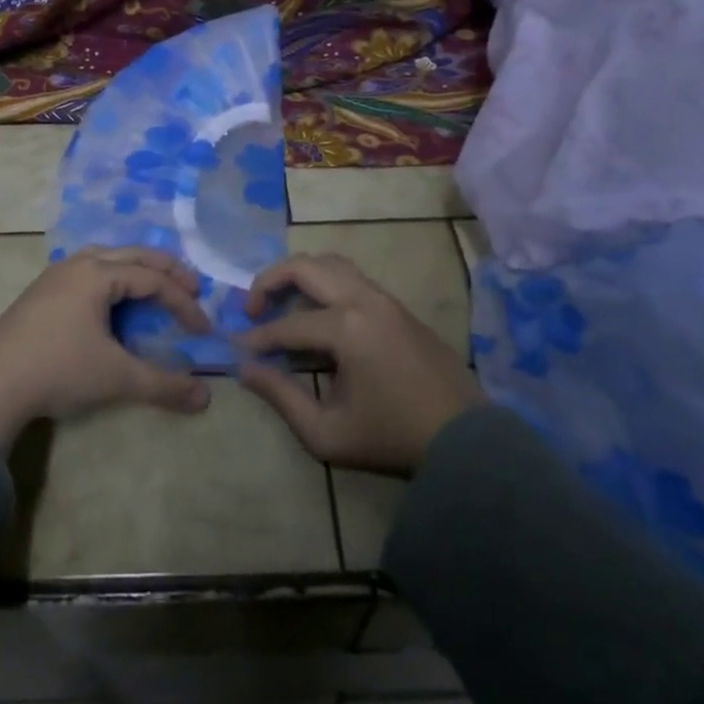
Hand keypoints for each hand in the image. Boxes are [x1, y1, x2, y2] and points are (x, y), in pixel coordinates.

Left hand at [0, 246, 212, 450]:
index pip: (153, 279)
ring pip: (106, 257)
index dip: (183, 302)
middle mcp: (78, 264)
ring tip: (155, 286)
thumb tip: (205, 399)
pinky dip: (113, 276)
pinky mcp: (41, 291)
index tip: (202, 329)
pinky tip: (112, 298)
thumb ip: (163, 385)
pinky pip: (88, 270)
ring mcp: (55, 275)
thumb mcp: (116, 378)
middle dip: (166, 270)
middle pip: (133, 255)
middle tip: (193, 288)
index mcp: (98, 274)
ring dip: (137, 268)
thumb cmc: (58, 370)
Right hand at [236, 253, 481, 476]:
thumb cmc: (392, 438)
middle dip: (269, 281)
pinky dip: (324, 282)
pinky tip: (316, 311)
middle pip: (305, 267)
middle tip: (252, 308)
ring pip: (331, 263)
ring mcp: (385, 298)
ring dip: (299, 275)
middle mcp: (364, 300)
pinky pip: (352, 277)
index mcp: (347, 329)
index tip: (237, 348)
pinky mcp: (398, 306)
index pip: (287, 325)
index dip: (257, 337)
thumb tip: (246, 369)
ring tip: (281, 302)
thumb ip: (282, 397)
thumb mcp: (327, 433)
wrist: (466, 440)